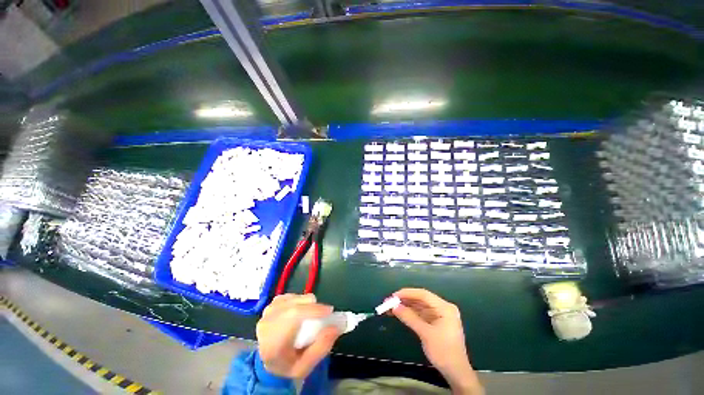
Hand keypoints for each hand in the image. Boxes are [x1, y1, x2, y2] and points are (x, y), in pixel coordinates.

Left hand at [257, 294, 340, 378]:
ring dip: (307, 304)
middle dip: (313, 307)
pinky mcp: (272, 304)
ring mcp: (268, 312)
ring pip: (294, 299)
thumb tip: (336, 326)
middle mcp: (267, 324)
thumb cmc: (288, 366)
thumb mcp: (306, 366)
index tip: (330, 311)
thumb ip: (321, 347)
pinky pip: (291, 296)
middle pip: (294, 306)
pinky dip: (300, 301)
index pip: (293, 317)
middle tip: (325, 314)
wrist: (269, 362)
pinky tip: (301, 311)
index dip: (313, 310)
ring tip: (312, 315)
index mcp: (272, 343)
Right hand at [392, 288, 482, 394]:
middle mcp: (443, 308)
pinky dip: (410, 313)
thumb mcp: (426, 334)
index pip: (424, 295)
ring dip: (406, 306)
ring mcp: (440, 315)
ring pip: (419, 306)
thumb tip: (394, 307)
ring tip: (391, 307)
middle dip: (405, 300)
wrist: (456, 373)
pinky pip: (421, 313)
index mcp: (445, 308)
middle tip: (390, 301)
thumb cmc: (444, 352)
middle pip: (421, 299)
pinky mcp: (436, 322)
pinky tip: (400, 313)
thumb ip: (410, 318)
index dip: (407, 293)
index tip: (394, 296)